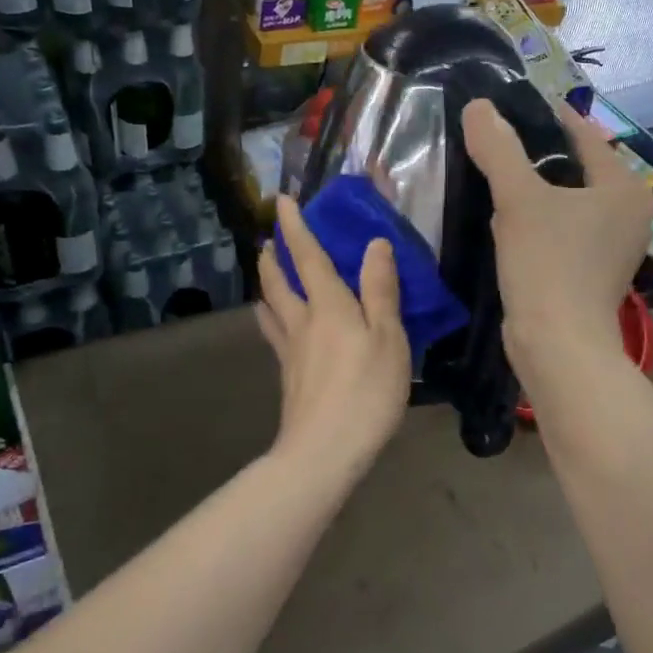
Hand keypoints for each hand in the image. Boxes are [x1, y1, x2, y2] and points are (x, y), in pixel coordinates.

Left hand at [257, 194, 411, 475]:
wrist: (324, 451)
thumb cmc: (366, 391)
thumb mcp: (388, 338)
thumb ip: (381, 290)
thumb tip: (374, 243)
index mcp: (329, 306)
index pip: (308, 257)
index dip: (296, 227)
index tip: (282, 201)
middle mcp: (302, 322)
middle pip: (279, 282)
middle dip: (272, 257)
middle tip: (267, 240)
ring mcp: (290, 351)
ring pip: (271, 308)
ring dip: (266, 285)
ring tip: (264, 275)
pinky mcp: (288, 377)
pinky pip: (275, 335)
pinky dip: (271, 319)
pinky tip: (277, 328)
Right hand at [461, 99, 652, 381]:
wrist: (557, 345)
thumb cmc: (548, 264)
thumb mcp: (519, 199)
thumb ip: (499, 149)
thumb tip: (478, 106)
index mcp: (624, 188)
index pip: (584, 135)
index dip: (546, 116)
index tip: (509, 105)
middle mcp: (628, 213)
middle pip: (575, 168)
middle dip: (536, 155)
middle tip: (494, 139)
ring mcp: (612, 245)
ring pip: (566, 200)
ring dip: (534, 189)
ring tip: (493, 172)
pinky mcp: (592, 271)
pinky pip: (562, 229)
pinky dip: (538, 220)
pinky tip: (504, 218)